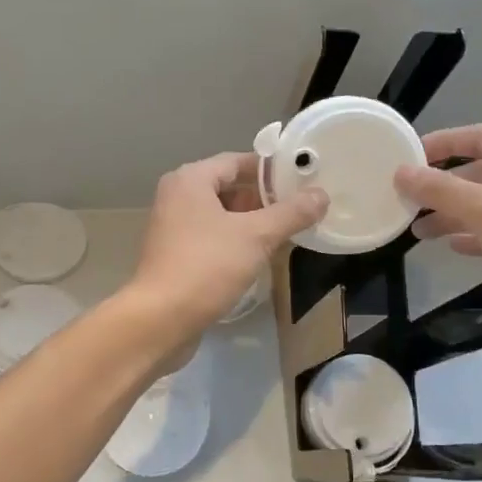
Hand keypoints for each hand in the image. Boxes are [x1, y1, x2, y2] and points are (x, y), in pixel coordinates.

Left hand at [125, 152, 327, 350]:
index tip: (303, 181)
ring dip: (252, 222)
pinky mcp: (175, 255)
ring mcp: (173, 227)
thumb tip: (321, 195)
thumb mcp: (256, 237)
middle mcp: (177, 197)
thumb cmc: (207, 267)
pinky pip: (212, 237)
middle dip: (264, 199)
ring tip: (287, 233)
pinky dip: (236, 241)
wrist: (160, 319)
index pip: (238, 161)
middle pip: (229, 187)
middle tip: (300, 210)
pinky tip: (260, 257)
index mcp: (190, 180)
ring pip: (221, 215)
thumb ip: (291, 214)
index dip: (271, 170)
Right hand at [394, 125, 481, 356]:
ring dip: (452, 215)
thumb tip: (401, 172)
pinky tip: (450, 248)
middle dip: (443, 186)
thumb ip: (443, 191)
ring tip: (417, 231)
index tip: (409, 155)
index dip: (446, 141)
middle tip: (406, 200)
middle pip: (481, 175)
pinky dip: (471, 238)